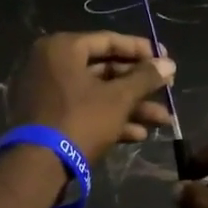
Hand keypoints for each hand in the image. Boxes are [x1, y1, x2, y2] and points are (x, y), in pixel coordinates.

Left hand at [8, 32, 174, 163]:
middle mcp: (51, 64)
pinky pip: (84, 110)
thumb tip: (169, 63)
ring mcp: (48, 93)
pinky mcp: (49, 118)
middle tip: (167, 90)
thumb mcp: (118, 98)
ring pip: (97, 94)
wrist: (38, 166)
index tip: (166, 59)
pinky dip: (110, 119)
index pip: (109, 40)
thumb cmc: (80, 120)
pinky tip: (140, 134)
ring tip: (163, 120)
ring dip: (131, 106)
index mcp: (62, 48)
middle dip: (139, 86)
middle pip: (104, 69)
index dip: (142, 50)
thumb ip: (145, 78)